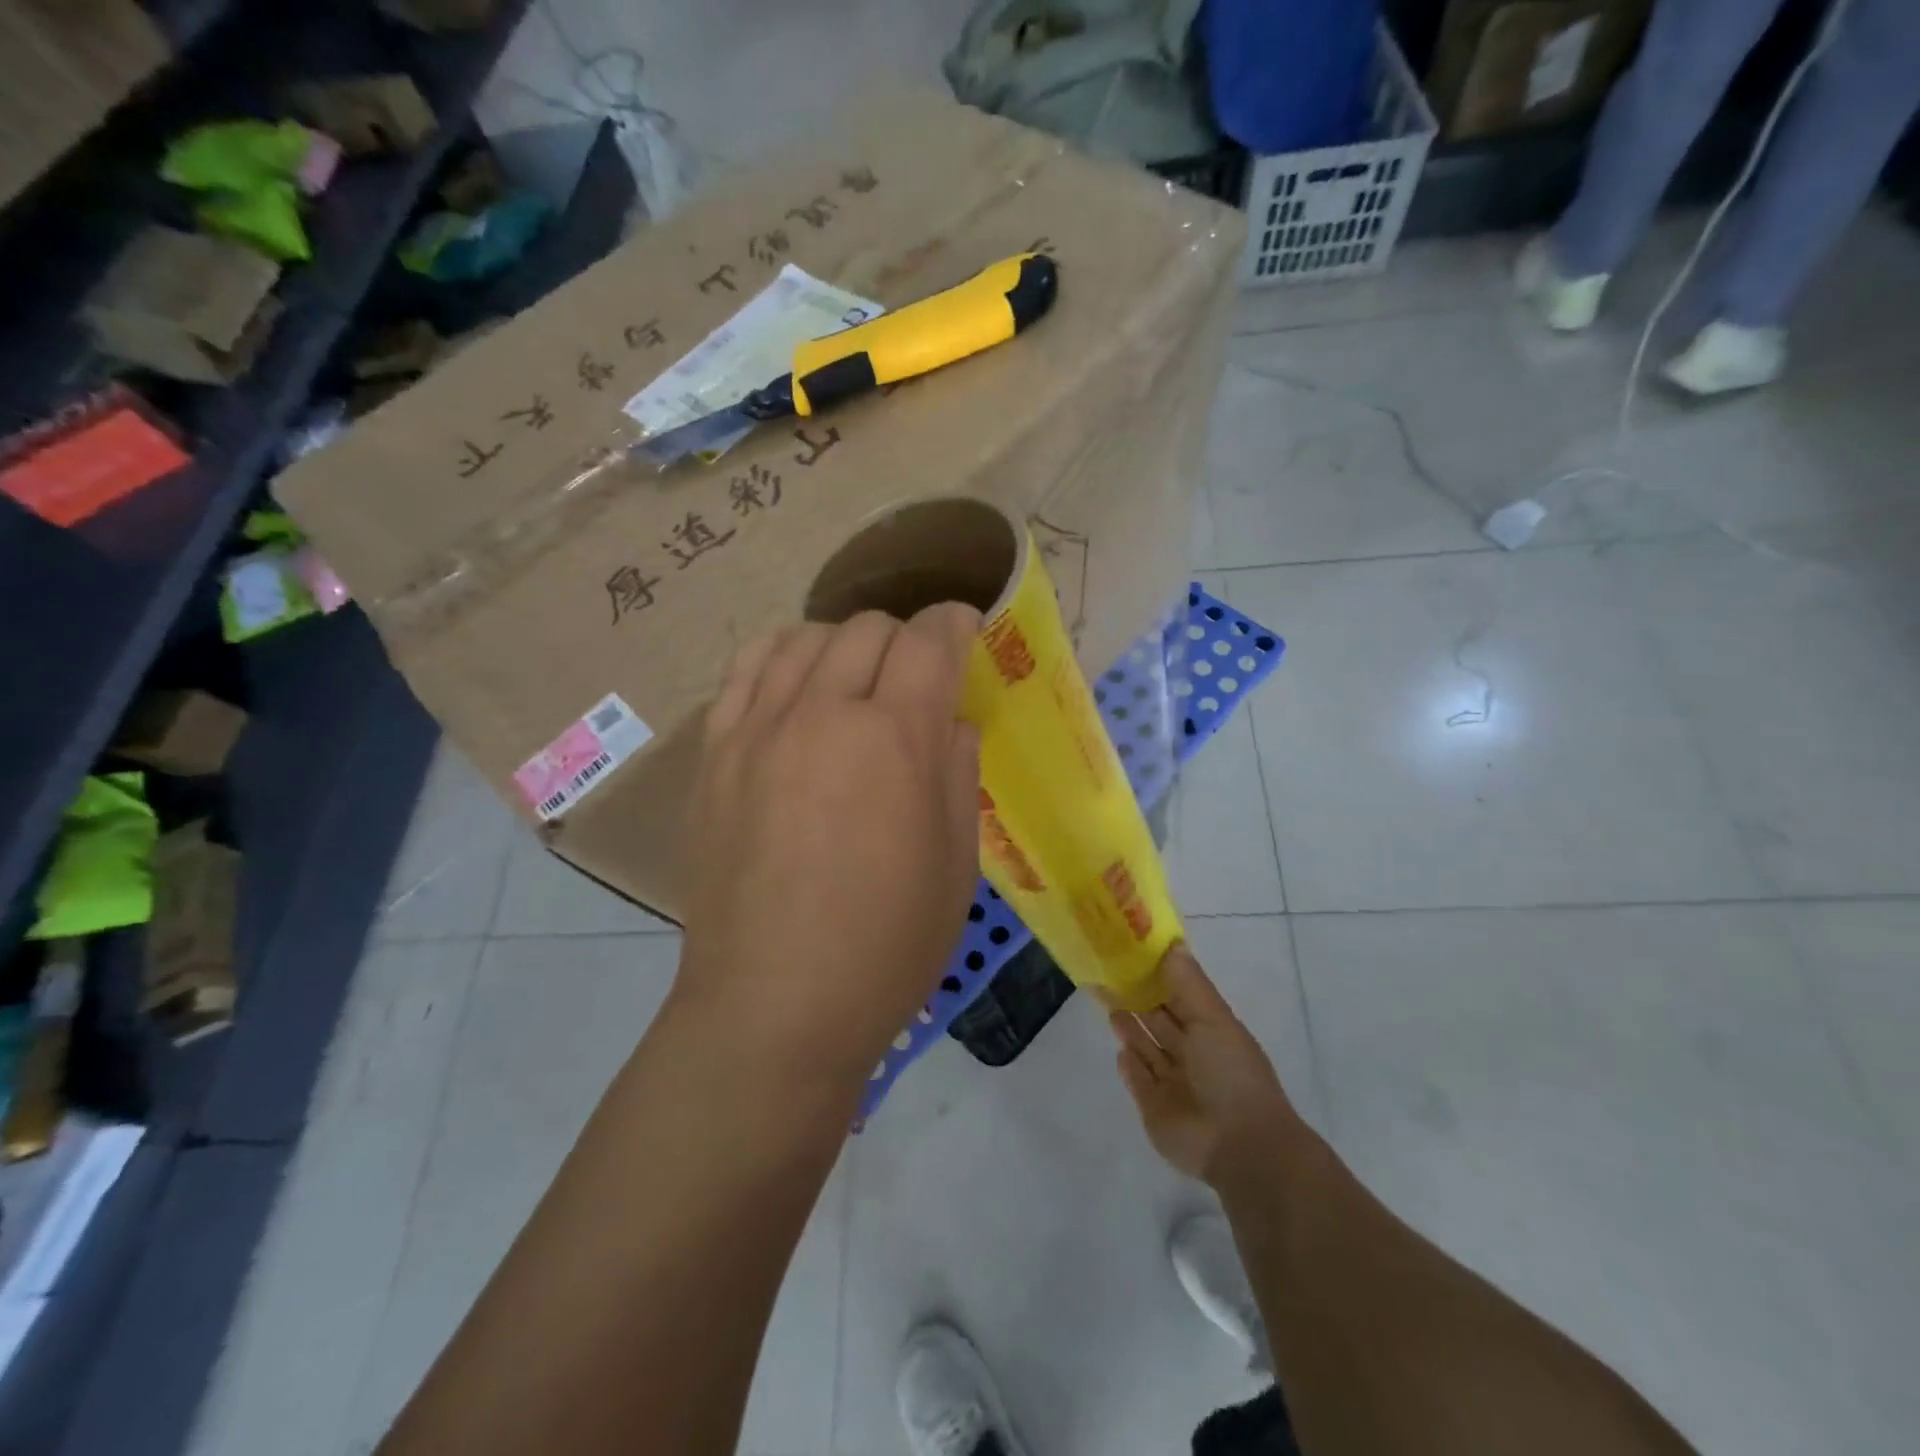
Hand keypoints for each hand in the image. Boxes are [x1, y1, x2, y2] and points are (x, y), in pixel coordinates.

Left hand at [676, 606, 981, 1088]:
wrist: (774, 1007)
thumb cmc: (886, 946)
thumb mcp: (956, 864)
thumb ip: (956, 771)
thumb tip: (949, 720)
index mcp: (893, 738)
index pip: (928, 641)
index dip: (955, 624)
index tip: (967, 631)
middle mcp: (821, 714)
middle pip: (866, 629)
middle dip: (905, 637)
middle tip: (918, 676)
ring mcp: (757, 730)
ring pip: (803, 638)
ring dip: (843, 643)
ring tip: (855, 679)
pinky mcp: (715, 755)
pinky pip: (745, 672)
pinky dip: (781, 659)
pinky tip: (796, 686)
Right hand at [1110, 943, 1300, 1184]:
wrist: (1240, 1146)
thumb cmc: (1231, 1073)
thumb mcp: (1214, 1018)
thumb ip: (1188, 982)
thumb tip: (1173, 943)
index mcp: (1211, 1030)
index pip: (1181, 996)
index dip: (1159, 974)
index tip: (1132, 951)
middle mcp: (1193, 1055)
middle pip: (1160, 1021)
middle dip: (1137, 998)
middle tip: (1108, 972)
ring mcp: (1174, 1084)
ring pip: (1146, 1048)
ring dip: (1129, 1028)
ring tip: (1106, 1000)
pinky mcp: (1155, 1109)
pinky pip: (1138, 1081)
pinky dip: (1130, 1065)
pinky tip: (1119, 1050)